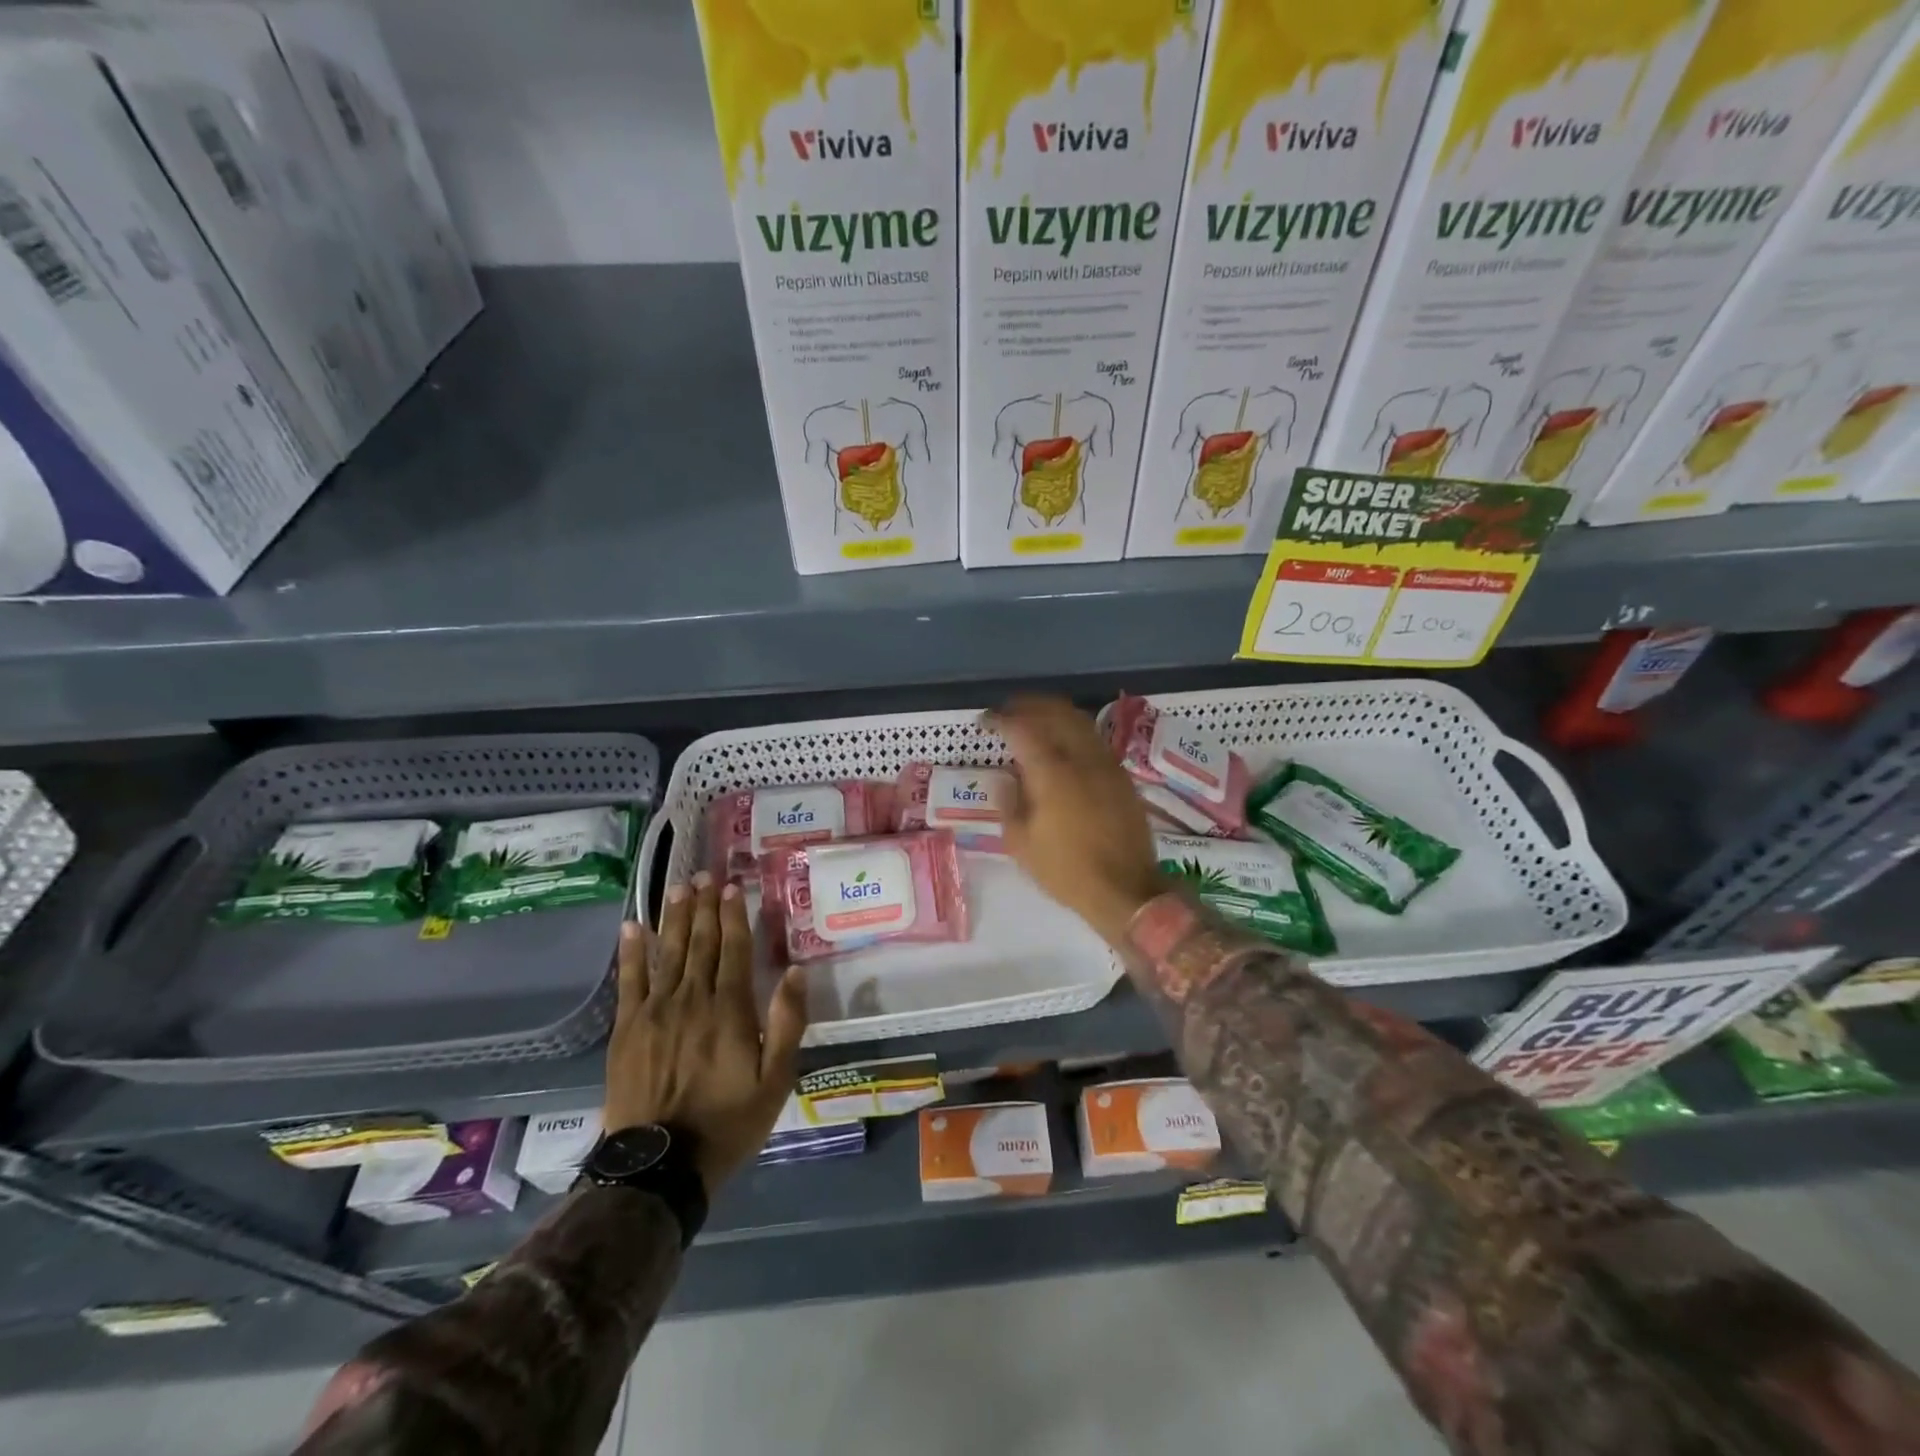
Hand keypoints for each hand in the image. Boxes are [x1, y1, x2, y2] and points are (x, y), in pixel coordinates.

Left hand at [603, 873, 807, 1193]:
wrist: (659, 1166)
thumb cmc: (728, 1123)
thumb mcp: (776, 1080)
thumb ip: (787, 1024)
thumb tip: (797, 972)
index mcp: (730, 1010)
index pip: (733, 949)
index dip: (733, 916)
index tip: (733, 887)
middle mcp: (692, 999)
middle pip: (699, 943)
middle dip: (704, 906)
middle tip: (704, 875)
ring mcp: (655, 1011)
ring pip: (667, 952)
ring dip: (674, 917)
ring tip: (678, 887)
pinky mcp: (627, 1029)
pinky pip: (629, 981)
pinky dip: (631, 952)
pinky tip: (632, 926)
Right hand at [990, 696, 1167, 945]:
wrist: (1126, 890)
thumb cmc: (1066, 870)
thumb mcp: (1021, 843)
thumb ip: (1009, 803)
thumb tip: (1005, 778)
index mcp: (1052, 772)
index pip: (1022, 729)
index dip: (1001, 719)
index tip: (985, 720)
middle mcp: (1082, 757)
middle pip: (1056, 712)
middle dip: (1029, 705)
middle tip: (1009, 710)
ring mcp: (1106, 764)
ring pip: (1080, 721)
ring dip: (1054, 713)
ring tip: (1035, 720)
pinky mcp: (1121, 776)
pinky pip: (1094, 739)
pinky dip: (1073, 730)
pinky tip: (1063, 744)